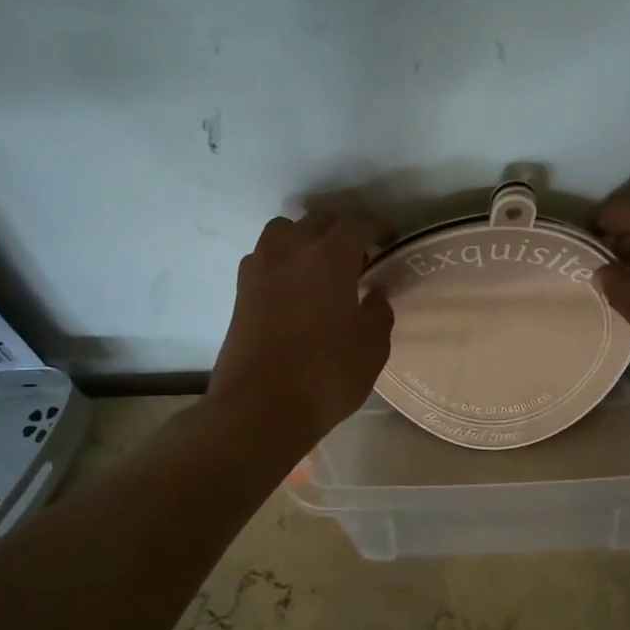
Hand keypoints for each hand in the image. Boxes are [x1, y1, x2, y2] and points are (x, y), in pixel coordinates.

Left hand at [208, 211, 395, 446]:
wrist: (260, 408)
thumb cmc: (326, 374)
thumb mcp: (372, 346)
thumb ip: (378, 311)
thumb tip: (373, 294)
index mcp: (330, 256)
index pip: (358, 223)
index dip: (378, 228)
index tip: (389, 241)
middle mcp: (291, 250)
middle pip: (319, 221)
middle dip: (343, 231)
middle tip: (359, 257)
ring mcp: (260, 268)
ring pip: (284, 231)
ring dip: (305, 238)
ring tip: (320, 266)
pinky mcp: (240, 292)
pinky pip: (263, 257)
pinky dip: (281, 260)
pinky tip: (293, 287)